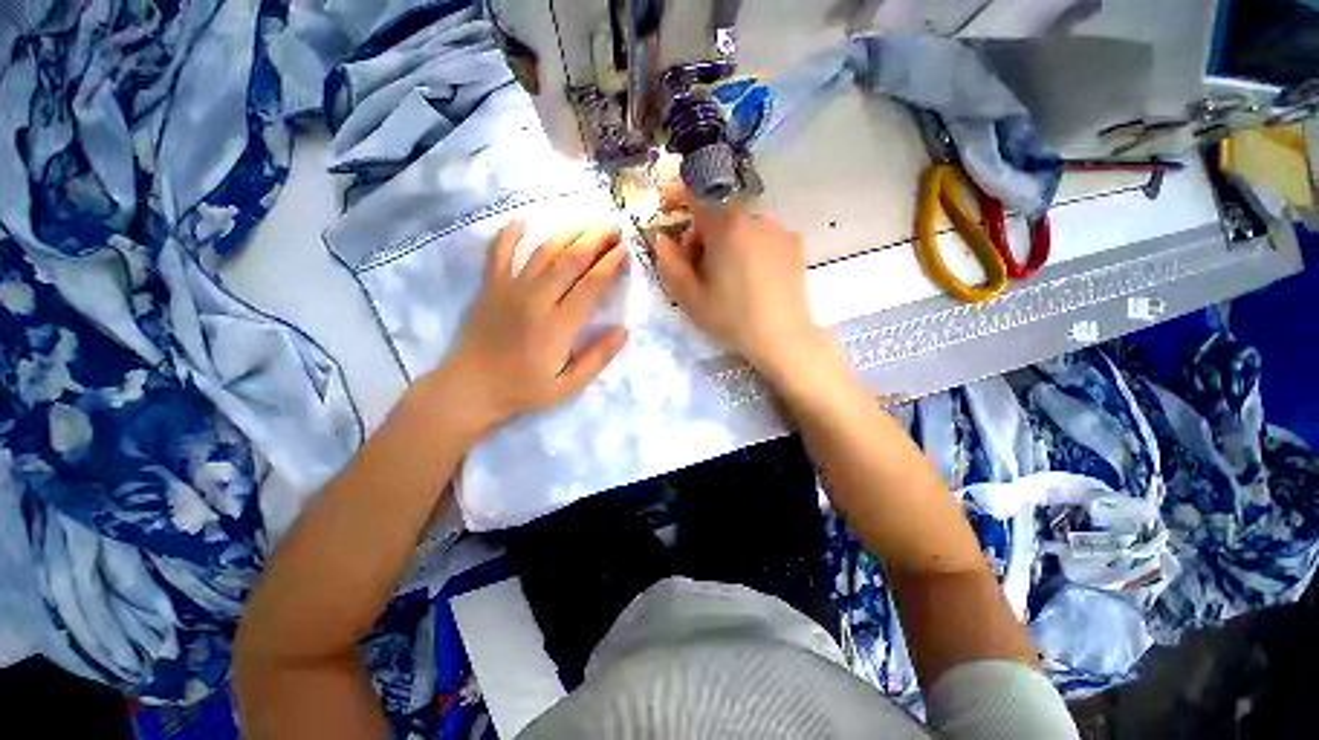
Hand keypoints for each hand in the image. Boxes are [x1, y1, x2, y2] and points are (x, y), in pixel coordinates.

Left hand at [432, 221, 628, 436]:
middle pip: (570, 259)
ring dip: (568, 233)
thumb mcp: (569, 386)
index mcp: (558, 326)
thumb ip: (598, 358)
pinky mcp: (489, 287)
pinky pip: (497, 253)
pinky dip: (509, 235)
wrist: (471, 389)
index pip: (590, 284)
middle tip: (614, 230)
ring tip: (588, 226)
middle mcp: (535, 300)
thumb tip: (625, 331)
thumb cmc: (524, 390)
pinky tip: (522, 222)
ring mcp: (509, 290)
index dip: (610, 264)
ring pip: (542, 251)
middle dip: (595, 240)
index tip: (625, 251)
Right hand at [653, 203, 823, 377]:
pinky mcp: (795, 244)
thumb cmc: (730, 318)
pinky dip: (751, 247)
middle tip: (701, 270)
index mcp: (726, 226)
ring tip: (730, 276)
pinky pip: (763, 236)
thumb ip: (670, 264)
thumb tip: (663, 239)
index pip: (696, 198)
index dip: (680, 201)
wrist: (782, 338)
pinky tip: (754, 277)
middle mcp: (754, 217)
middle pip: (719, 215)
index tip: (674, 216)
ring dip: (729, 242)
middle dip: (704, 236)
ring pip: (742, 225)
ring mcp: (779, 229)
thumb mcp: (690, 297)